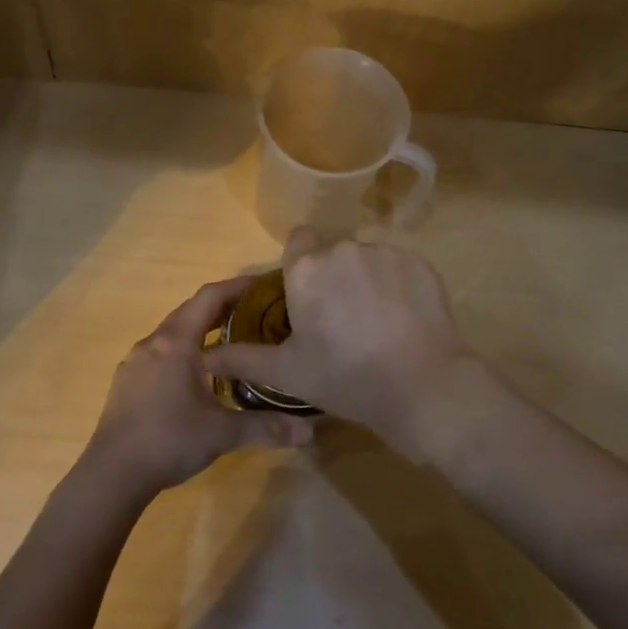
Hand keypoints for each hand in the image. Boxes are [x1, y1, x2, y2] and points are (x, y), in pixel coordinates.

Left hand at [80, 275, 314, 504]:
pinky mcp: (127, 380)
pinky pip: (160, 351)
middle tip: (255, 311)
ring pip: (173, 331)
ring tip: (230, 340)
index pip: (209, 297)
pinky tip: (196, 372)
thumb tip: (309, 432)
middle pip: (190, 310)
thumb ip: (266, 427)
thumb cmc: (168, 441)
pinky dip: (183, 348)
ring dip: (201, 328)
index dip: (237, 286)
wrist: (111, 474)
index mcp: (176, 343)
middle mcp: (153, 342)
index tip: (262, 284)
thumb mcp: (222, 433)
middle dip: (222, 306)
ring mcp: (135, 361)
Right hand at [203, 229, 483, 455]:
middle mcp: (343, 249)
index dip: (302, 265)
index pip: (299, 242)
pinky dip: (399, 286)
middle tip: (343, 320)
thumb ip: (243, 359)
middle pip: (334, 253)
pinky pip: (400, 267)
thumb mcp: (287, 373)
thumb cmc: (344, 378)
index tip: (309, 296)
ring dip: (367, 280)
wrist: (421, 387)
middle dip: (335, 277)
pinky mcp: (420, 264)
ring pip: (368, 259)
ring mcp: (385, 253)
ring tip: (378, 323)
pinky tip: (405, 320)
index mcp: (306, 270)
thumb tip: (206, 357)